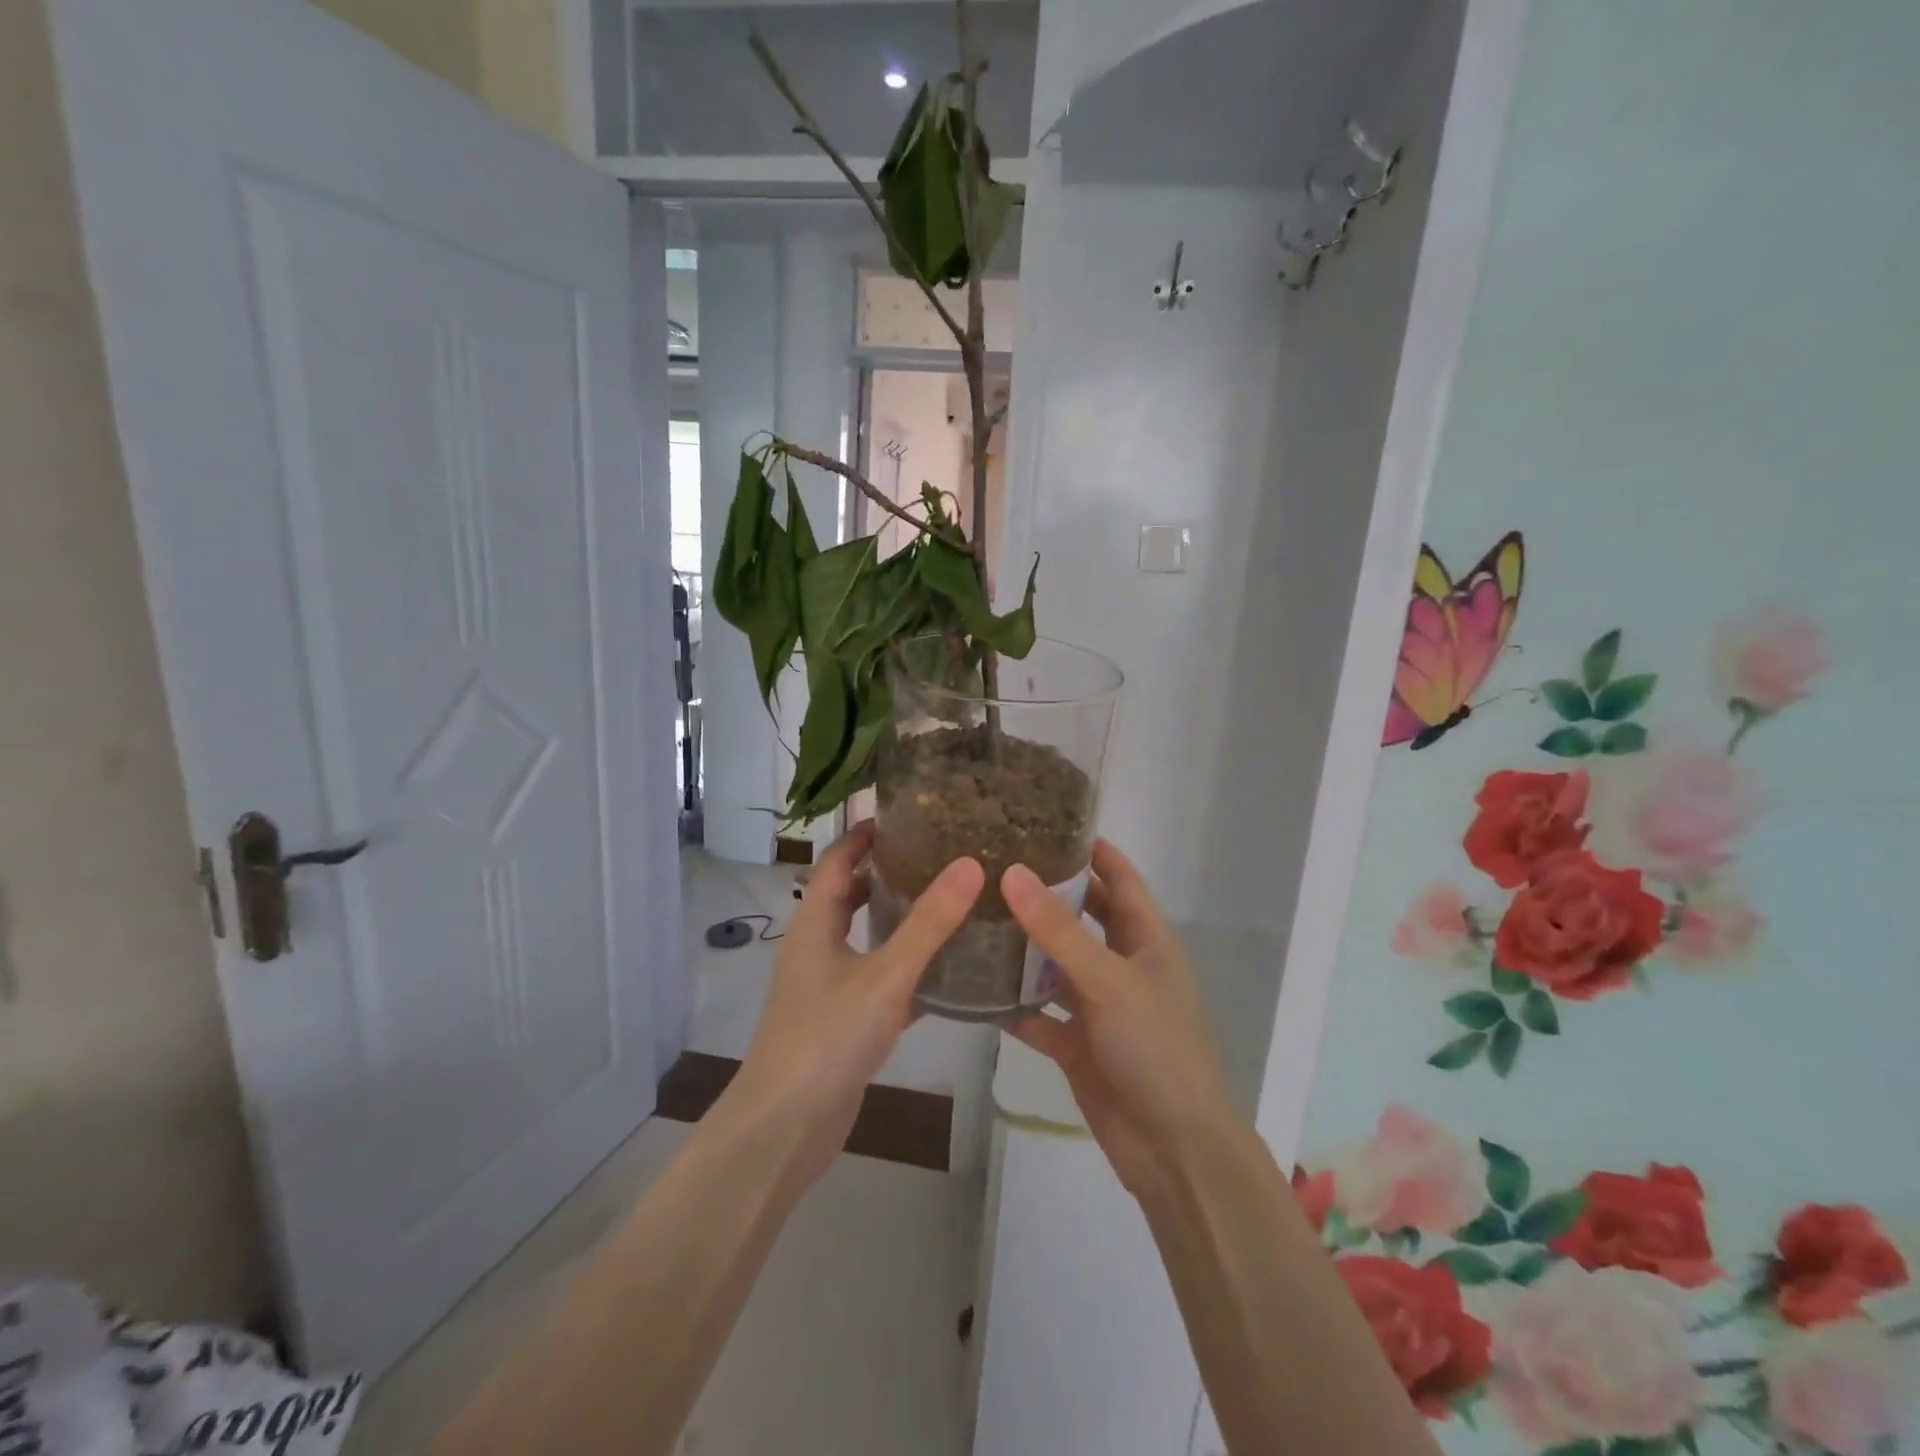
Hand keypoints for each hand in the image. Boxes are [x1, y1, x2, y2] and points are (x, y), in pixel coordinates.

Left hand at [722, 821, 983, 1189]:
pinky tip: (946, 968)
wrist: (785, 1128)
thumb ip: (928, 923)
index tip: (910, 814)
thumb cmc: (827, 1038)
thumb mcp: (884, 975)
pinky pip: (877, 976)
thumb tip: (969, 864)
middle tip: (941, 854)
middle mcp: (816, 945)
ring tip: (950, 901)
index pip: (837, 858)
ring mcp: (827, 984)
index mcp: (814, 922)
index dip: (866, 833)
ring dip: (898, 918)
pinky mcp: (843, 1018)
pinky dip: (905, 965)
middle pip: (850, 893)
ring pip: (866, 936)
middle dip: (888, 871)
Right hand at [1004, 841, 1238, 1199]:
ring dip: (1024, 948)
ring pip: (1056, 966)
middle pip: (1084, 918)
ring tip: (976, 916)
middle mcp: (1123, 967)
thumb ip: (1058, 929)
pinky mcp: (1078, 1045)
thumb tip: (1013, 873)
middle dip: (1048, 895)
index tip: (1049, 823)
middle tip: (997, 866)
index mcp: (1147, 941)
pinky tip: (975, 987)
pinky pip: (1040, 1016)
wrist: (1173, 1149)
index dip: (1093, 851)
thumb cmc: (1155, 1048)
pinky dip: (1015, 1004)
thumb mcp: (1107, 979)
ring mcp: (1100, 1008)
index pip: (1121, 880)